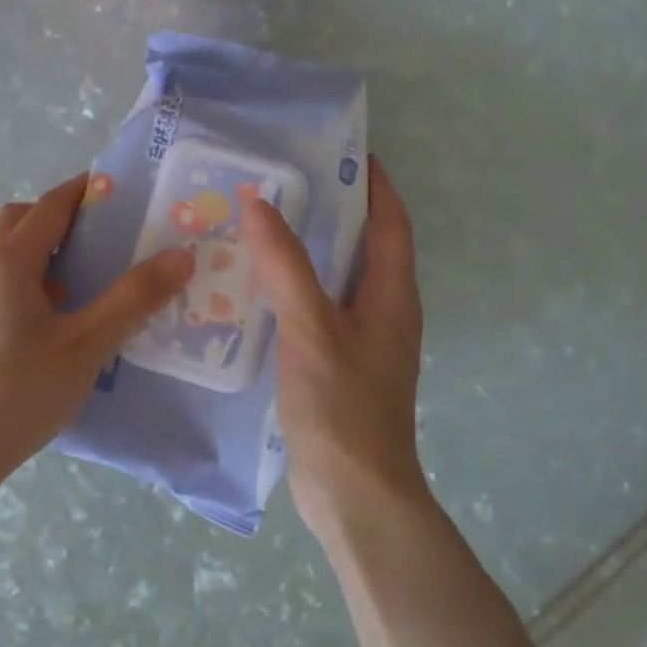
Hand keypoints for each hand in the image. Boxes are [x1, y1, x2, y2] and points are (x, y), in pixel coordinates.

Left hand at [0, 175, 194, 485]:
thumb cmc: (21, 391)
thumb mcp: (86, 345)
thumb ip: (133, 300)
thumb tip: (180, 256)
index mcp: (10, 263)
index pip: (50, 207)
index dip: (85, 191)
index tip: (125, 188)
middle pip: (23, 222)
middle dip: (63, 216)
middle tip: (108, 232)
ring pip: (15, 254)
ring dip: (51, 249)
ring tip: (97, 271)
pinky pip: (13, 283)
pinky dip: (41, 279)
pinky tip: (71, 313)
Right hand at [241, 156, 429, 536]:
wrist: (354, 493)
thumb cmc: (342, 407)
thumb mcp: (311, 329)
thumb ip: (286, 267)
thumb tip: (259, 203)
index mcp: (391, 298)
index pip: (390, 226)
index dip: (375, 187)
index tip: (347, 153)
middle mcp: (382, 315)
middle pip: (363, 250)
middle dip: (333, 215)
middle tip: (284, 186)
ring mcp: (359, 345)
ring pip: (335, 283)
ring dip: (307, 255)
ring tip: (261, 230)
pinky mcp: (336, 369)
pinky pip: (315, 314)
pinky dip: (292, 293)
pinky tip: (255, 293)